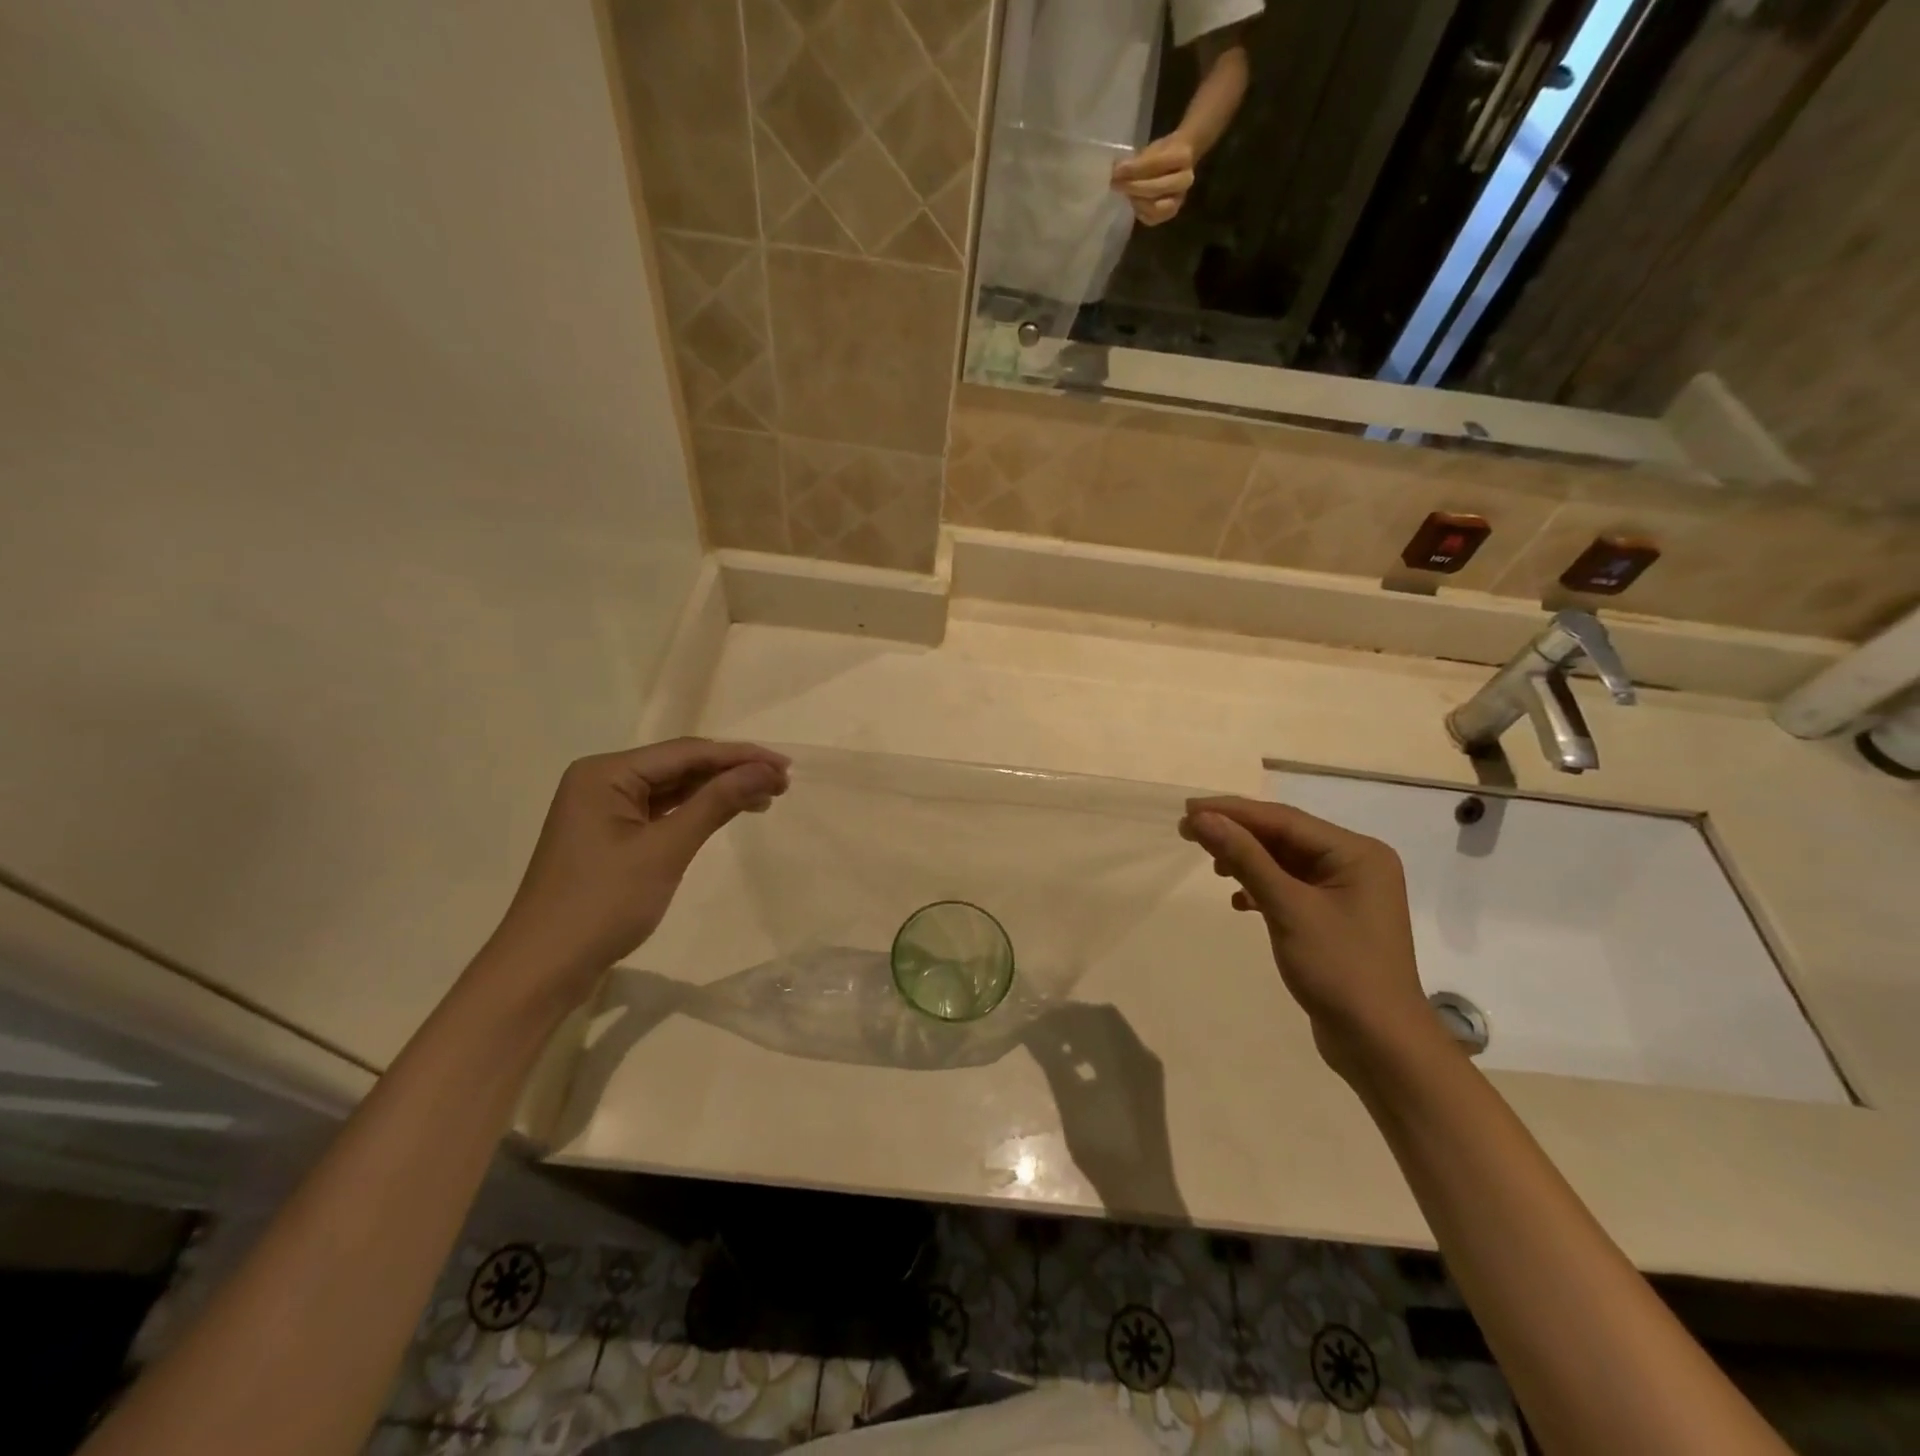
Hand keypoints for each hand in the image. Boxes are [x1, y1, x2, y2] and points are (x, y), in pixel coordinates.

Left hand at [484, 739, 788, 997]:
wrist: (543, 969)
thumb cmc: (602, 905)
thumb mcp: (665, 850)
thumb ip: (715, 803)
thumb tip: (764, 770)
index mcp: (605, 773)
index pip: (686, 752)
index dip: (739, 756)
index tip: (785, 766)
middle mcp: (602, 780)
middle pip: (680, 765)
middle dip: (731, 772)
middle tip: (782, 782)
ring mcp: (604, 809)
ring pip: (673, 788)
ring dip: (718, 791)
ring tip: (766, 796)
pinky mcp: (610, 835)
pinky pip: (662, 811)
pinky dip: (696, 812)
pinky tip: (727, 813)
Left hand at [1112, 134, 1196, 225]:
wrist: (1178, 164)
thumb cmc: (1162, 154)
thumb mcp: (1151, 150)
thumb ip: (1136, 161)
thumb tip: (1116, 172)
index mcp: (1183, 156)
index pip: (1157, 164)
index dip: (1135, 168)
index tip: (1117, 170)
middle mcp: (1185, 180)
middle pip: (1157, 188)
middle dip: (1134, 187)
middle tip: (1116, 184)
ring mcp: (1179, 199)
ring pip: (1156, 208)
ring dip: (1137, 202)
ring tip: (1126, 194)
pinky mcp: (1171, 214)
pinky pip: (1153, 219)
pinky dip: (1140, 212)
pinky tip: (1133, 203)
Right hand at [1180, 797, 1437, 1077]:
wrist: (1380, 1046)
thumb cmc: (1340, 969)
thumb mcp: (1288, 908)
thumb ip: (1245, 858)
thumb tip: (1203, 819)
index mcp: (1357, 853)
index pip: (1284, 819)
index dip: (1233, 812)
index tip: (1189, 810)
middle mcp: (1355, 864)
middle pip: (1284, 837)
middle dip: (1237, 834)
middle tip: (1188, 831)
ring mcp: (1345, 893)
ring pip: (1284, 862)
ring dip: (1246, 860)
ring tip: (1210, 864)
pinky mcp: (1332, 919)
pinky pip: (1290, 888)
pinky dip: (1261, 888)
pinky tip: (1238, 901)